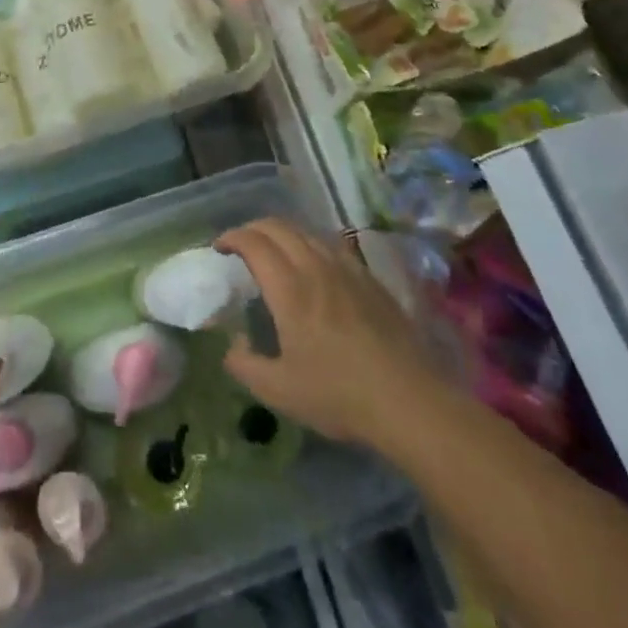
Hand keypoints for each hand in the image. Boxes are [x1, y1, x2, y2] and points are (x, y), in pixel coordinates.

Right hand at [216, 218, 439, 446]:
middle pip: (278, 227)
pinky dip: (310, 244)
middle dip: (253, 229)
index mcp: (289, 288)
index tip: (219, 248)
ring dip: (282, 233)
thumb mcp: (279, 391)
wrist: (409, 401)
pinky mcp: (370, 279)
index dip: (231, 237)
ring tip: (274, 252)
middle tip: (240, 246)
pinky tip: (314, 266)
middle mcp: (315, 267)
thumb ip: (245, 365)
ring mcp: (346, 269)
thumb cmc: (339, 395)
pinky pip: (332, 245)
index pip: (253, 242)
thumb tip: (233, 345)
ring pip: (306, 232)